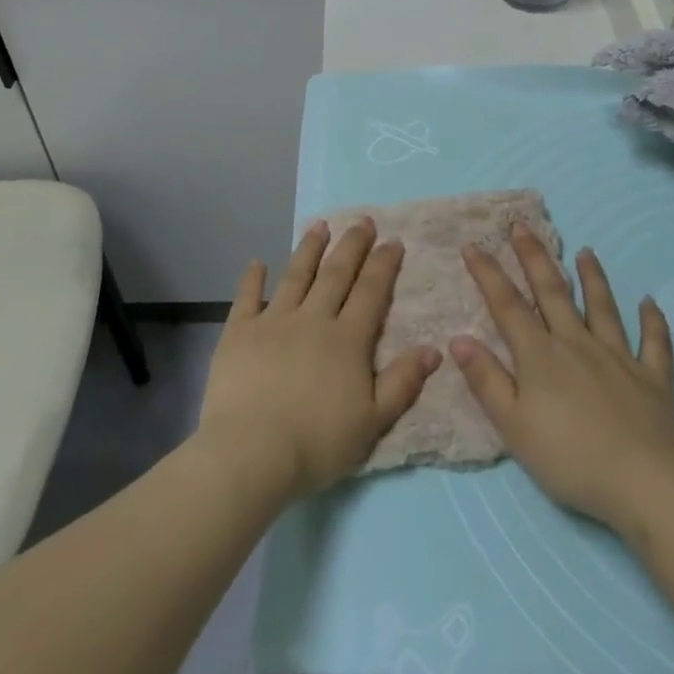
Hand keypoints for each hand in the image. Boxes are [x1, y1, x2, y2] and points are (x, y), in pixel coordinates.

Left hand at [198, 218, 440, 503]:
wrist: (252, 452)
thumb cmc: (317, 444)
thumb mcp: (373, 422)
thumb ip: (403, 383)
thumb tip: (434, 348)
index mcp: (347, 340)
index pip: (370, 292)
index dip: (383, 265)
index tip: (393, 240)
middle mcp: (313, 319)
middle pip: (336, 274)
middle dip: (352, 245)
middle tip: (363, 221)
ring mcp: (273, 321)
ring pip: (295, 275)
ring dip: (309, 248)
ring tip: (319, 225)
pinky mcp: (239, 332)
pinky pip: (247, 298)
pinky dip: (252, 279)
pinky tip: (257, 263)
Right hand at [451, 226, 673, 532]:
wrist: (645, 485)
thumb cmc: (570, 459)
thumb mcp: (514, 427)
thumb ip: (486, 380)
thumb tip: (458, 338)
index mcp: (541, 355)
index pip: (508, 305)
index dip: (488, 274)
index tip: (473, 245)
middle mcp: (577, 343)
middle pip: (553, 291)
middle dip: (534, 256)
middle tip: (522, 226)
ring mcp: (619, 357)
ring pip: (603, 307)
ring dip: (593, 277)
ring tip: (586, 251)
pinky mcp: (653, 378)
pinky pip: (654, 343)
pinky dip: (653, 321)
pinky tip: (650, 303)